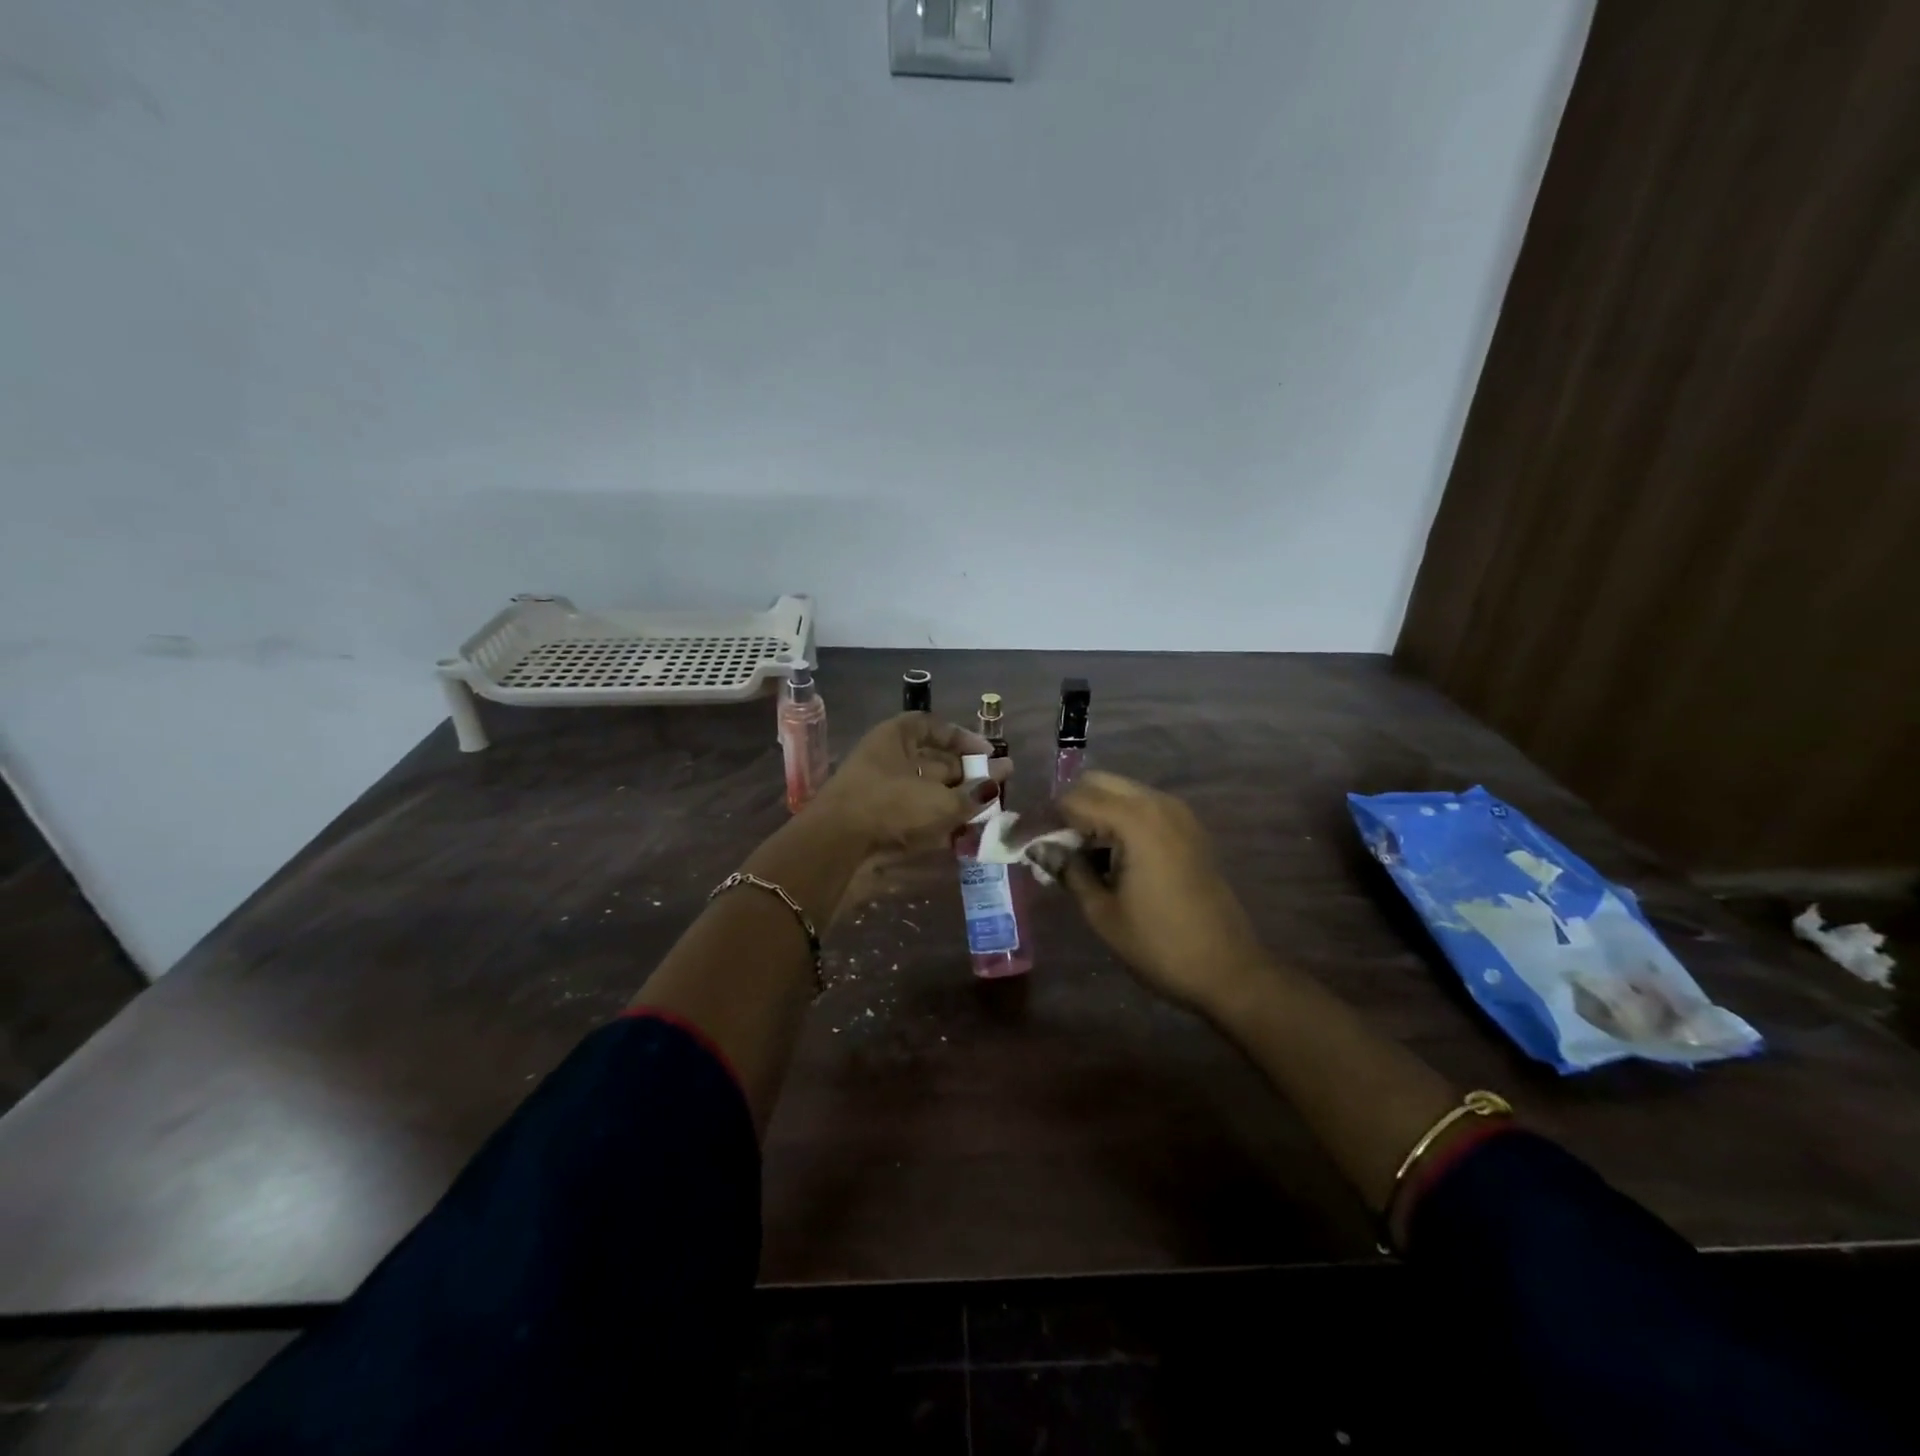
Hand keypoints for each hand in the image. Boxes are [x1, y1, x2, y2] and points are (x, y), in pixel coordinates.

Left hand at [810, 713, 1008, 853]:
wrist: (834, 848)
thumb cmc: (889, 806)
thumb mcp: (939, 799)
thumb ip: (973, 792)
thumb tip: (1001, 777)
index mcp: (894, 738)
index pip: (932, 726)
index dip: (962, 738)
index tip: (988, 754)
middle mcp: (886, 760)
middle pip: (932, 762)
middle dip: (965, 776)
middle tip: (995, 789)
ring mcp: (878, 792)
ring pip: (925, 792)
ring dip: (954, 802)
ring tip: (986, 816)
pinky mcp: (876, 823)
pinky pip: (914, 817)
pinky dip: (937, 824)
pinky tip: (961, 836)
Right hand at [1058, 772, 1268, 1013]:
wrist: (1229, 970)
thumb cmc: (1160, 945)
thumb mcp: (1102, 912)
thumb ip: (1068, 870)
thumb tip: (1040, 848)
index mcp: (1135, 820)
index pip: (1072, 800)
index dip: (1041, 819)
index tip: (1018, 842)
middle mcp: (1158, 804)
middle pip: (1097, 783)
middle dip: (1067, 808)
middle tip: (1047, 844)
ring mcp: (1179, 814)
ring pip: (1121, 792)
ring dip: (1093, 812)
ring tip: (1073, 853)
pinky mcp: (1189, 829)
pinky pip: (1143, 807)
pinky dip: (1118, 819)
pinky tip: (1107, 856)